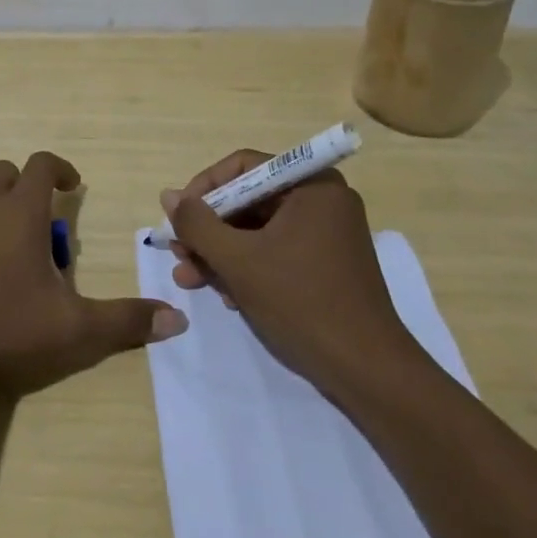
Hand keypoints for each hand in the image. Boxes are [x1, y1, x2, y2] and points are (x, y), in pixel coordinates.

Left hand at [0, 151, 187, 393]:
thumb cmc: (3, 325)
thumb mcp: (73, 328)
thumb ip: (125, 321)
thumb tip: (177, 321)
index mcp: (21, 209)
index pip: (42, 164)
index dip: (60, 168)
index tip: (71, 186)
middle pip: (6, 170)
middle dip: (24, 186)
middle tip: (35, 223)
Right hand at [159, 149, 417, 392]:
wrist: (367, 371)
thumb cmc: (302, 302)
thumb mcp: (238, 260)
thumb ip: (198, 224)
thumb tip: (169, 196)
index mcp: (311, 185)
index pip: (243, 167)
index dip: (204, 189)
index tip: (178, 218)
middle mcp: (322, 200)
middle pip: (249, 200)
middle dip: (209, 230)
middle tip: (179, 255)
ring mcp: (327, 234)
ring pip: (258, 230)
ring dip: (221, 253)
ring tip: (189, 280)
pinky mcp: (327, 264)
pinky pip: (276, 251)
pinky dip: (248, 267)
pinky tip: (225, 295)